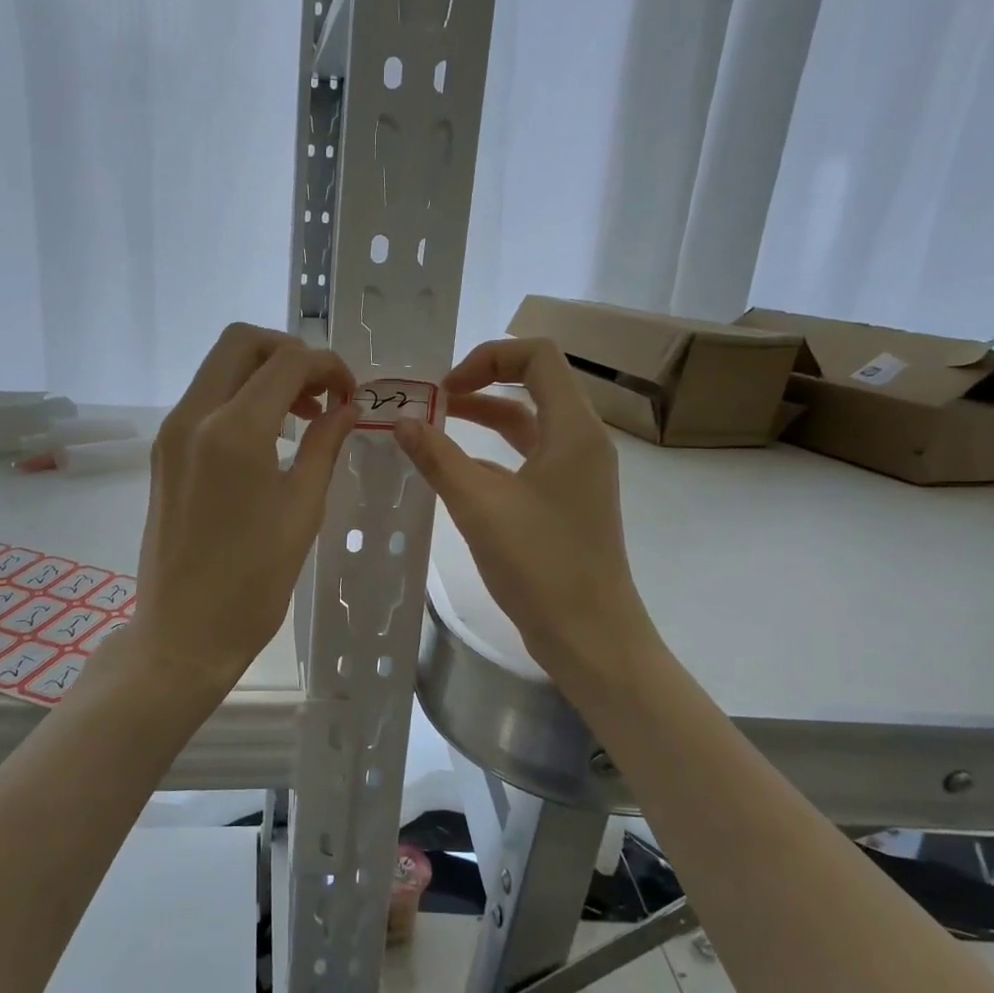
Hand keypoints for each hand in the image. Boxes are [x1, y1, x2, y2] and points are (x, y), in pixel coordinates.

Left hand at [131, 323, 357, 691]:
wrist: (184, 632)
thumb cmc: (253, 581)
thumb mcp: (303, 509)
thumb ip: (325, 445)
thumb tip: (345, 407)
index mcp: (233, 431)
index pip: (287, 362)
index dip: (328, 366)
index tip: (352, 394)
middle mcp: (193, 416)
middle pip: (242, 342)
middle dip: (290, 352)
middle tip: (323, 391)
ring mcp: (171, 432)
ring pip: (220, 366)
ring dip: (264, 373)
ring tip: (304, 415)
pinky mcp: (164, 452)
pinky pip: (206, 399)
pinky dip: (241, 397)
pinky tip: (269, 436)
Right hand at [393, 337, 656, 689]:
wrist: (590, 636)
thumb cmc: (541, 565)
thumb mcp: (480, 507)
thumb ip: (438, 459)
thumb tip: (402, 422)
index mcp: (573, 429)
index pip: (537, 356)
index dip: (489, 356)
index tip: (446, 387)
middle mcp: (581, 441)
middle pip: (535, 384)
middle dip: (482, 382)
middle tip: (433, 400)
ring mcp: (578, 472)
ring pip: (530, 424)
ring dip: (485, 417)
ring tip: (434, 425)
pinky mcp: (568, 500)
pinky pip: (528, 458)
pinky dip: (493, 453)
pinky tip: (455, 470)